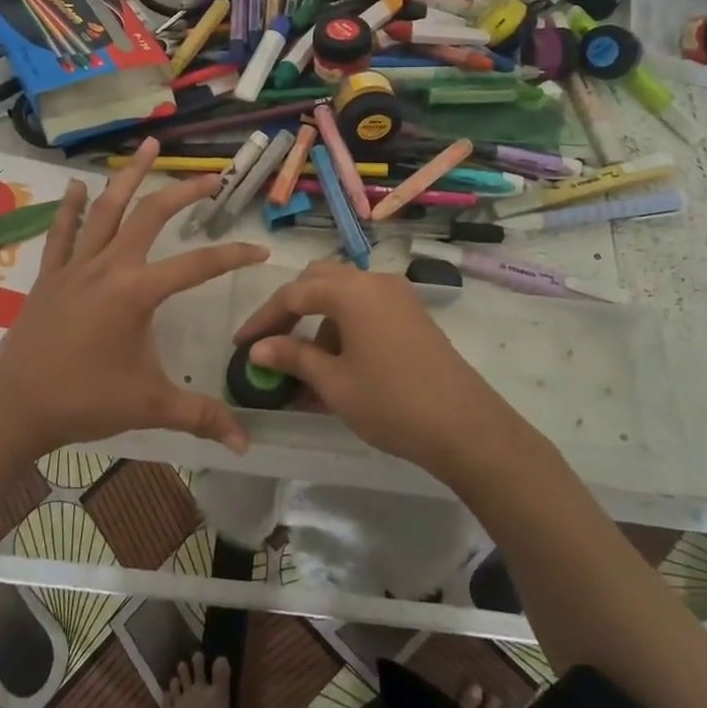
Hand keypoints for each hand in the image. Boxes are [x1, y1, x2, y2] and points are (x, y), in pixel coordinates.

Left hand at [0, 139, 267, 460]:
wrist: (13, 408)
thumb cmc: (84, 401)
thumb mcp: (149, 405)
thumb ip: (200, 416)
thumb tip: (246, 444)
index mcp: (137, 292)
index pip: (198, 264)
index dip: (233, 255)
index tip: (260, 249)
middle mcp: (108, 266)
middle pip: (151, 215)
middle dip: (184, 192)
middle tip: (211, 177)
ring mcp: (75, 266)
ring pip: (107, 209)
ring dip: (129, 177)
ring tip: (148, 147)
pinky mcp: (50, 276)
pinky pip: (62, 232)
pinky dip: (70, 207)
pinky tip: (76, 185)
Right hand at [234, 260, 522, 477]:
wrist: (465, 426)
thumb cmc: (391, 402)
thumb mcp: (334, 383)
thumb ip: (293, 357)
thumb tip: (258, 348)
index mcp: (351, 290)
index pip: (293, 294)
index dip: (263, 319)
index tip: (241, 344)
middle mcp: (374, 282)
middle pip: (320, 281)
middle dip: (291, 309)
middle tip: (271, 342)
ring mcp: (398, 296)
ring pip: (345, 295)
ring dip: (319, 320)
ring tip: (305, 365)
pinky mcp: (413, 315)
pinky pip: (367, 309)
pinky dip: (345, 327)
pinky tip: (338, 365)